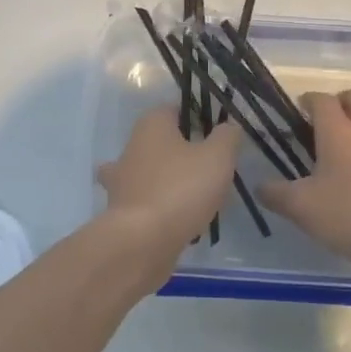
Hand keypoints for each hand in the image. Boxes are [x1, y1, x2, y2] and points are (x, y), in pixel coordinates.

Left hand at [96, 105, 242, 273]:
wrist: (142, 242)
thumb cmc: (181, 189)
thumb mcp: (218, 157)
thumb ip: (227, 136)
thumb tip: (229, 125)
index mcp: (151, 125)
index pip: (175, 109)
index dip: (199, 119)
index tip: (219, 137)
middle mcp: (131, 147)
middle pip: (162, 142)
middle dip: (185, 153)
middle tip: (213, 170)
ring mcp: (121, 181)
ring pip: (152, 173)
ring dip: (172, 182)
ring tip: (201, 198)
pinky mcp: (120, 211)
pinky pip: (148, 202)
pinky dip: (163, 208)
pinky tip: (185, 220)